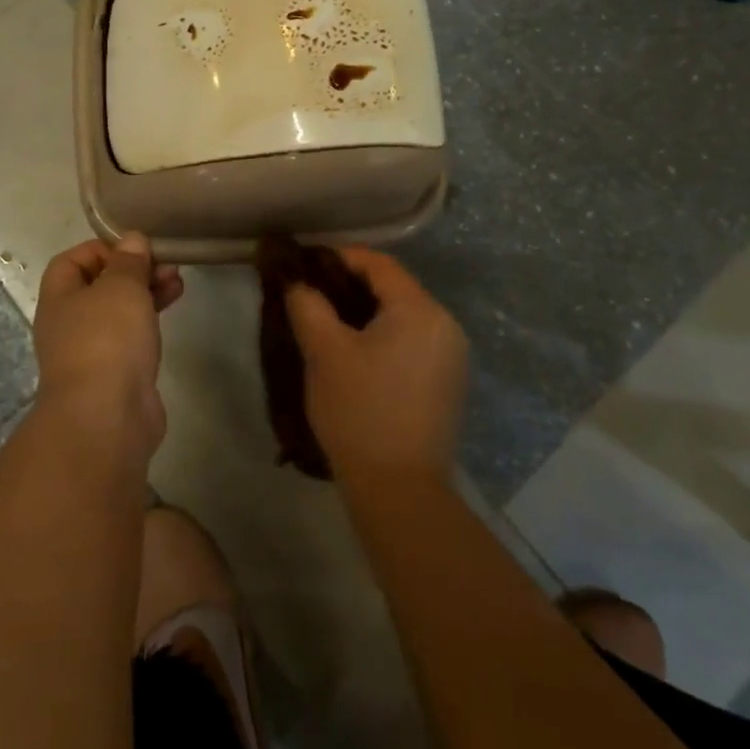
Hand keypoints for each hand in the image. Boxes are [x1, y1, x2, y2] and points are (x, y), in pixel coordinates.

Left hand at [31, 233, 183, 459]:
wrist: (106, 418)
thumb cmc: (106, 340)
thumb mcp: (121, 286)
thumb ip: (129, 261)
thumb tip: (132, 240)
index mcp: (59, 298)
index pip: (72, 261)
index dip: (103, 249)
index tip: (136, 249)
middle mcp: (68, 324)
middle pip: (100, 286)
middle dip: (133, 271)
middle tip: (167, 266)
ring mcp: (91, 353)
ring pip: (119, 313)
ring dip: (146, 294)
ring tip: (178, 285)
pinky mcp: (114, 376)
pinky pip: (130, 339)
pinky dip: (149, 323)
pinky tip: (170, 317)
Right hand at [286, 248, 466, 484]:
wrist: (400, 491)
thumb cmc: (360, 411)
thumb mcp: (324, 352)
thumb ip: (308, 304)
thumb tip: (298, 281)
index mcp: (420, 310)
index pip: (379, 264)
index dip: (340, 257)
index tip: (306, 264)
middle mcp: (445, 325)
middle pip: (394, 287)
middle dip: (351, 284)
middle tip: (312, 291)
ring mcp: (451, 356)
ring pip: (403, 315)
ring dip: (367, 310)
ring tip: (328, 320)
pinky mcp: (447, 382)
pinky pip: (412, 339)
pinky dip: (384, 334)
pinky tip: (356, 350)